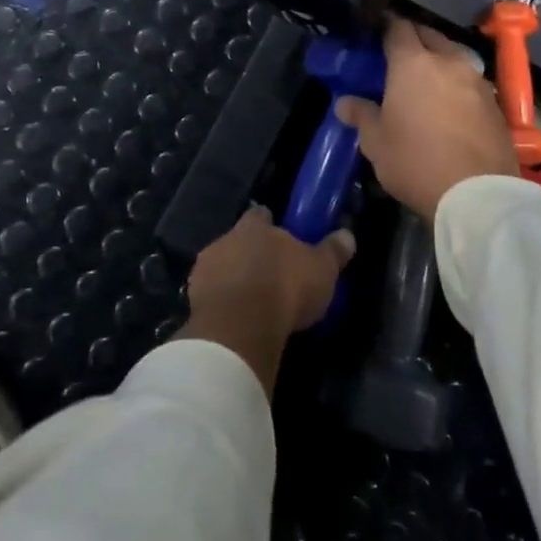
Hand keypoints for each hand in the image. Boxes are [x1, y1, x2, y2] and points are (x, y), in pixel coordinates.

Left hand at [179, 206, 354, 394]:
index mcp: (255, 227)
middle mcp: (226, 239)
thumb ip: (333, 251)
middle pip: (238, 240)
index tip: (279, 236)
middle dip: (250, 253)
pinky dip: (221, 302)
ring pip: (221, 266)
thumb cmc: (286, 287)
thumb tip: (347, 234)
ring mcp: (205, 269)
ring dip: (233, 278)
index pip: (260, 215)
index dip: (269, 224)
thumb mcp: (322, 270)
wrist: (241, 325)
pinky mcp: (193, 298)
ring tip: (251, 301)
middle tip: (269, 274)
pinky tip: (235, 318)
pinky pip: (210, 295)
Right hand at [336, 16, 518, 223]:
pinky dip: (457, 85)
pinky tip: (450, 106)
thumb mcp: (376, 143)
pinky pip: (470, 81)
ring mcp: (476, 80)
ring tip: (425, 82)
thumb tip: (345, 103)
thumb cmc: (415, 162)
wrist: (477, 195)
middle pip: (429, 36)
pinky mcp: (495, 103)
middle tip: (397, 58)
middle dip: (413, 40)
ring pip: (453, 57)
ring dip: (438, 62)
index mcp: (412, 63)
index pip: (398, 28)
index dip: (385, 27)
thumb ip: (361, 115)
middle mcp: (448, 61)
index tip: (376, 35)